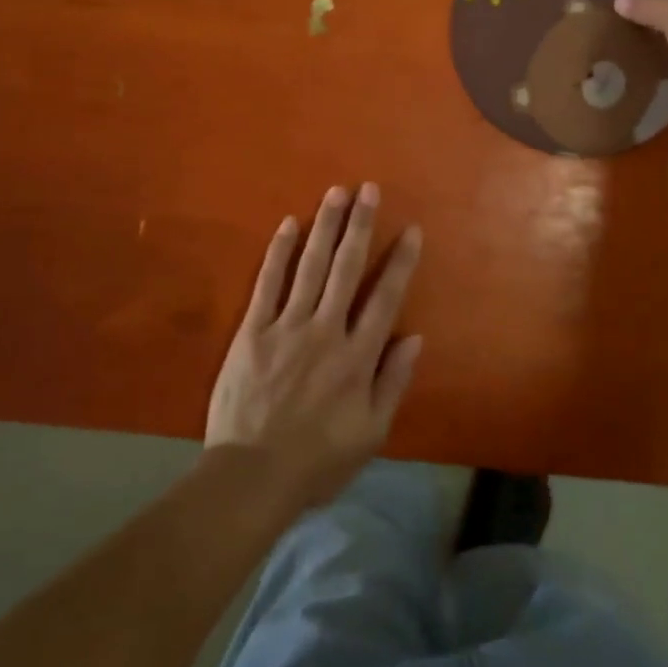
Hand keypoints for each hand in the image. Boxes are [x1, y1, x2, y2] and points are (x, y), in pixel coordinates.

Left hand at [206, 184, 423, 508]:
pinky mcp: (253, 330)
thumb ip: (393, 382)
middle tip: (368, 189)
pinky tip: (288, 224)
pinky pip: (268, 283)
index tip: (410, 229)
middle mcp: (326, 331)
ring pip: (311, 266)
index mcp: (357, 357)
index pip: (385, 298)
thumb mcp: (371, 434)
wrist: (251, 477)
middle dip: (360, 225)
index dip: (400, 261)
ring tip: (336, 192)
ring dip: (325, 226)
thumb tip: (416, 336)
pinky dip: (279, 252)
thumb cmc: (317, 461)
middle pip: (347, 268)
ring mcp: (287, 326)